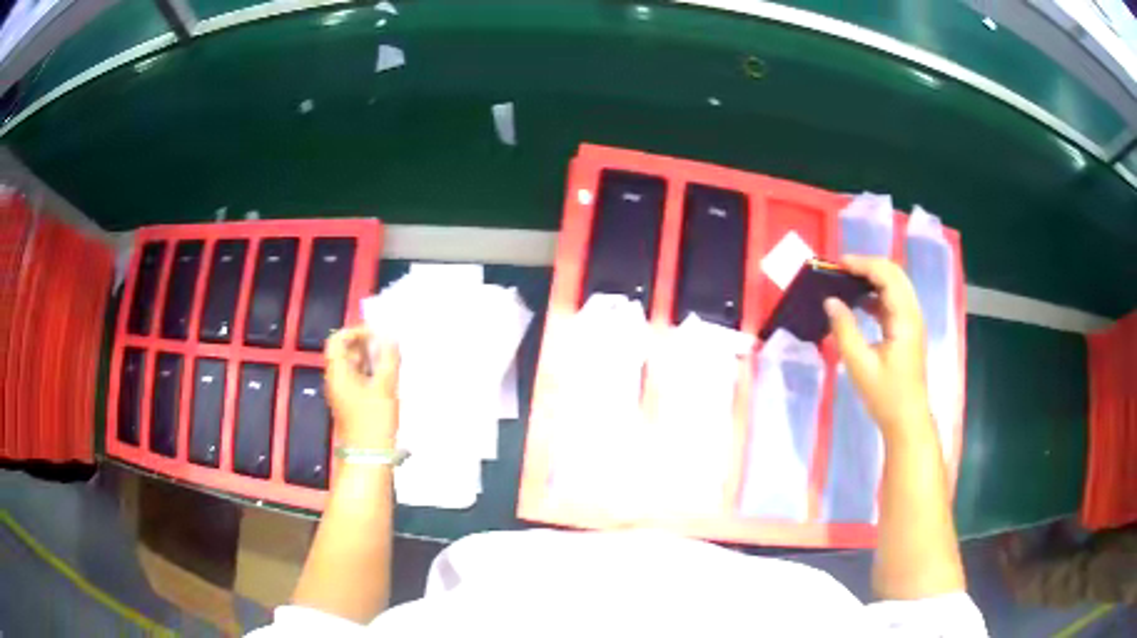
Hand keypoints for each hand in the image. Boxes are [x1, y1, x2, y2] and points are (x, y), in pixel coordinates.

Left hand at [324, 325, 399, 448]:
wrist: (368, 457)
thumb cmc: (373, 422)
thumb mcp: (385, 387)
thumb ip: (389, 359)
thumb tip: (391, 337)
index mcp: (337, 373)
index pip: (337, 340)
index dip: (355, 332)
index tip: (376, 335)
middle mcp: (336, 381)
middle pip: (346, 353)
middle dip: (367, 346)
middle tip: (388, 347)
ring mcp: (343, 394)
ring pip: (355, 367)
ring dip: (372, 361)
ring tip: (393, 363)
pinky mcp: (353, 405)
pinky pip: (360, 381)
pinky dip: (373, 375)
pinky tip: (390, 381)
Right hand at [824, 255, 930, 436]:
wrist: (907, 420)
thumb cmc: (885, 395)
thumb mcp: (859, 365)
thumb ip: (845, 330)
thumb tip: (830, 301)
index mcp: (904, 318)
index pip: (887, 275)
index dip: (862, 264)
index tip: (837, 265)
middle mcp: (912, 313)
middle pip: (894, 274)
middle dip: (867, 266)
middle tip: (840, 270)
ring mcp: (912, 322)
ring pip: (895, 286)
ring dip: (872, 278)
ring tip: (846, 282)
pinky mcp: (908, 331)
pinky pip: (894, 301)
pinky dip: (876, 294)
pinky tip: (859, 302)